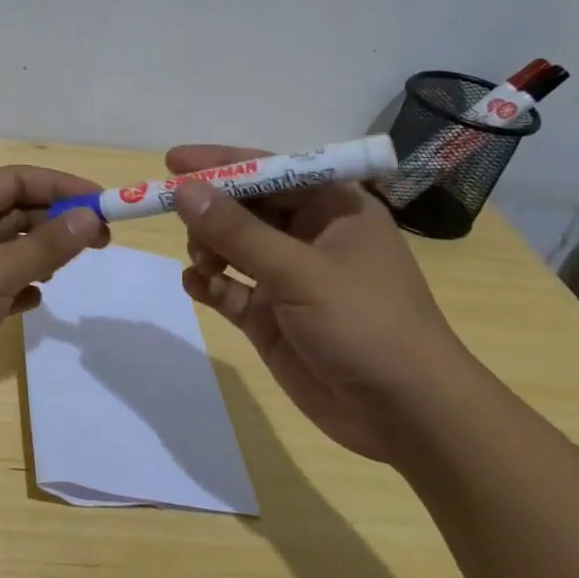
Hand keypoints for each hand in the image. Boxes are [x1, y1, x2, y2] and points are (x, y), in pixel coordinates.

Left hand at [0, 165, 108, 422]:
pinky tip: (35, 300)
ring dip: (39, 254)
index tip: (105, 205)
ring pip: (5, 248)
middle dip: (56, 222)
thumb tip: (89, 217)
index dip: (63, 187)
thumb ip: (46, 246)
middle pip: (14, 211)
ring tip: (71, 268)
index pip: (19, 179)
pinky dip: (18, 286)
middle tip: (102, 242)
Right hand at [167, 144, 475, 462]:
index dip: (222, 164)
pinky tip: (196, 286)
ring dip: (208, 248)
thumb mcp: (300, 272)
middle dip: (210, 210)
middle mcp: (308, 237)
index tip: (172, 162)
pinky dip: (208, 284)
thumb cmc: (366, 324)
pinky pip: (228, 288)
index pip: (270, 170)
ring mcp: (288, 279)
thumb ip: (237, 231)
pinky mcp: (271, 317)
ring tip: (203, 264)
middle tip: (180, 220)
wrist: (406, 415)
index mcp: (333, 210)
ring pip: (231, 246)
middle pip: (245, 207)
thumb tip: (183, 190)